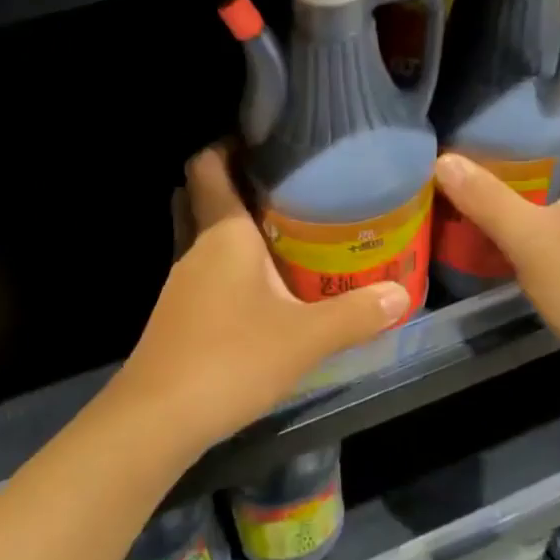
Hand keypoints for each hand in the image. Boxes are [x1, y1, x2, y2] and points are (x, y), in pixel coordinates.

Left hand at [111, 145, 410, 456]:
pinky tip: (259, 287)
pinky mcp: (177, 314)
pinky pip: (202, 270)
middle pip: (202, 196)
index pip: (208, 164)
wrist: (158, 418)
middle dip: (233, 183)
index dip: (228, 144)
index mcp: (222, 233)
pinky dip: (225, 265)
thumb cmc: (231, 359)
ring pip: (201, 236)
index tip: (266, 141)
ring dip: (231, 227)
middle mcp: (194, 248)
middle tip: (282, 187)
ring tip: (282, 231)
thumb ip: (356, 314)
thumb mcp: (305, 338)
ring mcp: (180, 283)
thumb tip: (401, 295)